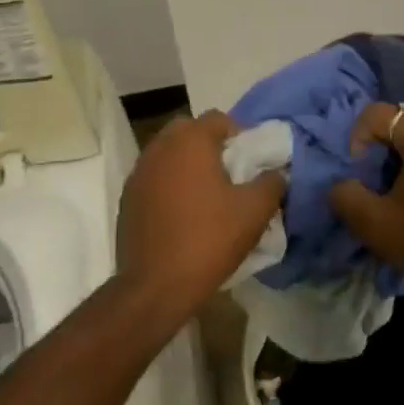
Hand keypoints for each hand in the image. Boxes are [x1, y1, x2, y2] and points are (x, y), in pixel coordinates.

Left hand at [116, 110, 285, 315]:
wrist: (155, 285)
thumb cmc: (209, 240)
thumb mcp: (254, 212)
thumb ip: (272, 183)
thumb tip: (276, 173)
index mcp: (190, 141)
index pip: (218, 118)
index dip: (239, 134)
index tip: (250, 160)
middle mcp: (160, 147)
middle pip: (189, 131)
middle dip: (209, 145)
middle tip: (229, 174)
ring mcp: (139, 172)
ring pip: (168, 154)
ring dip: (187, 164)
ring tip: (206, 195)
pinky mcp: (127, 197)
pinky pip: (154, 178)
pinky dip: (168, 185)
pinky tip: (182, 213)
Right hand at [329, 104, 403, 285]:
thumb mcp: (375, 224)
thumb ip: (346, 196)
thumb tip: (343, 184)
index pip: (378, 113)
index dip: (358, 138)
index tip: (361, 172)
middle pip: (402, 121)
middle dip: (381, 146)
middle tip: (375, 180)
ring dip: (403, 154)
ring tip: (397, 189)